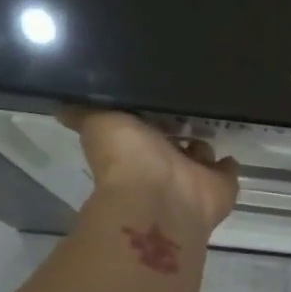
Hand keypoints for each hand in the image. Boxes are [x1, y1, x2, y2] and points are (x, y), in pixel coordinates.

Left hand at [63, 110, 239, 235]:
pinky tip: (230, 151)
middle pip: (173, 141)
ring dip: (203, 144)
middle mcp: (163, 163)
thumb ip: (86, 113)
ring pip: (200, 154)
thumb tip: (60, 106)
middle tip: (193, 101)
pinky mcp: (220, 187)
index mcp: (136, 147)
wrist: (161, 200)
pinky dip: (228, 165)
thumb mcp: (100, 124)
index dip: (149, 113)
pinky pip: (227, 171)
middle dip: (180, 126)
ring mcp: (193, 177)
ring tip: (213, 120)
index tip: (159, 92)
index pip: (144, 126)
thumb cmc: (128, 159)